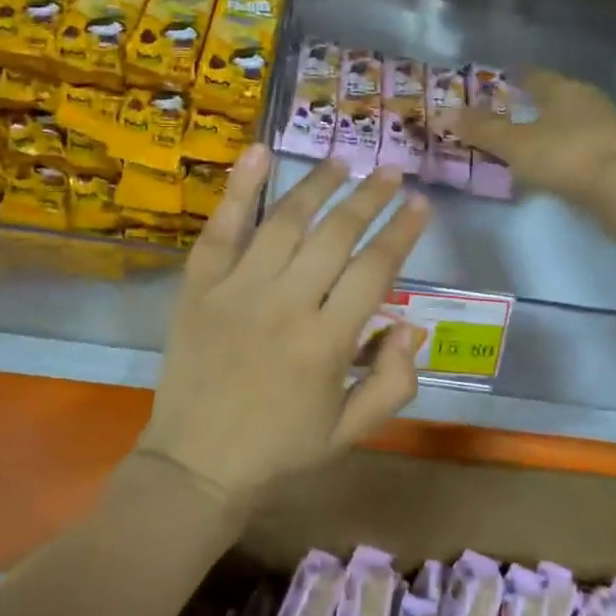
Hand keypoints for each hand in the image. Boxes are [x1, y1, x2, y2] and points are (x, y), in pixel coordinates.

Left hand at [138, 146, 430, 507]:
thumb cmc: (279, 450)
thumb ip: (393, 382)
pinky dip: (240, 188)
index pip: (375, 270)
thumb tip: (413, 326)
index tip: (420, 205)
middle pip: (336, 235)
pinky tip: (260, 152)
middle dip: (370, 198)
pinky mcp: (200, 286)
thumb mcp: (349, 432)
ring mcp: (237, 290)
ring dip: (318, 185)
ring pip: (286, 222)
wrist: (195, 463)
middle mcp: (285, 305)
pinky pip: (222, 228)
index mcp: (326, 344)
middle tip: (390, 172)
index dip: (402, 232)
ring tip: (342, 162)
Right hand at [457, 70, 615, 204]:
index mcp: (562, 89)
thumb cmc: (562, 155)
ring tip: (534, 134)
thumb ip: (481, 129)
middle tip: (516, 107)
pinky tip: (557, 156)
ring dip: (553, 123)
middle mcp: (587, 98)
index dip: (517, 76)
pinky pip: (583, 139)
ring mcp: (606, 124)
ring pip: (572, 117)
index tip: (504, 78)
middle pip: (556, 94)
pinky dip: (567, 143)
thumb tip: (443, 114)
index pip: (535, 75)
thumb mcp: (514, 144)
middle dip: (537, 100)